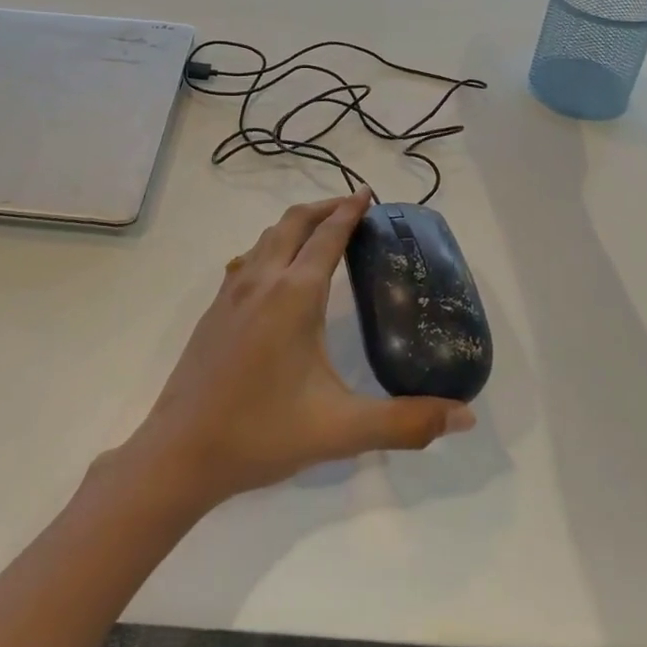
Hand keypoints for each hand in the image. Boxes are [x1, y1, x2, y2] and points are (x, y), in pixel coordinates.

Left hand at [121, 190, 474, 508]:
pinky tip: (277, 272)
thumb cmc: (262, 433)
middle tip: (353, 207)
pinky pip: (249, 258)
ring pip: (267, 236)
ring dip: (296, 223)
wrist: (181, 451)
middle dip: (325, 207)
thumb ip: (406, 422)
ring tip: (320, 232)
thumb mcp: (341, 430)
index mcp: (295, 294)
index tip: (368, 195)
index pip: (328, 236)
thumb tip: (465, 415)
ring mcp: (232, 292)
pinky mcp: (215, 309)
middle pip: (294, 222)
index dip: (350, 211)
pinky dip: (272, 245)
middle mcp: (262, 280)